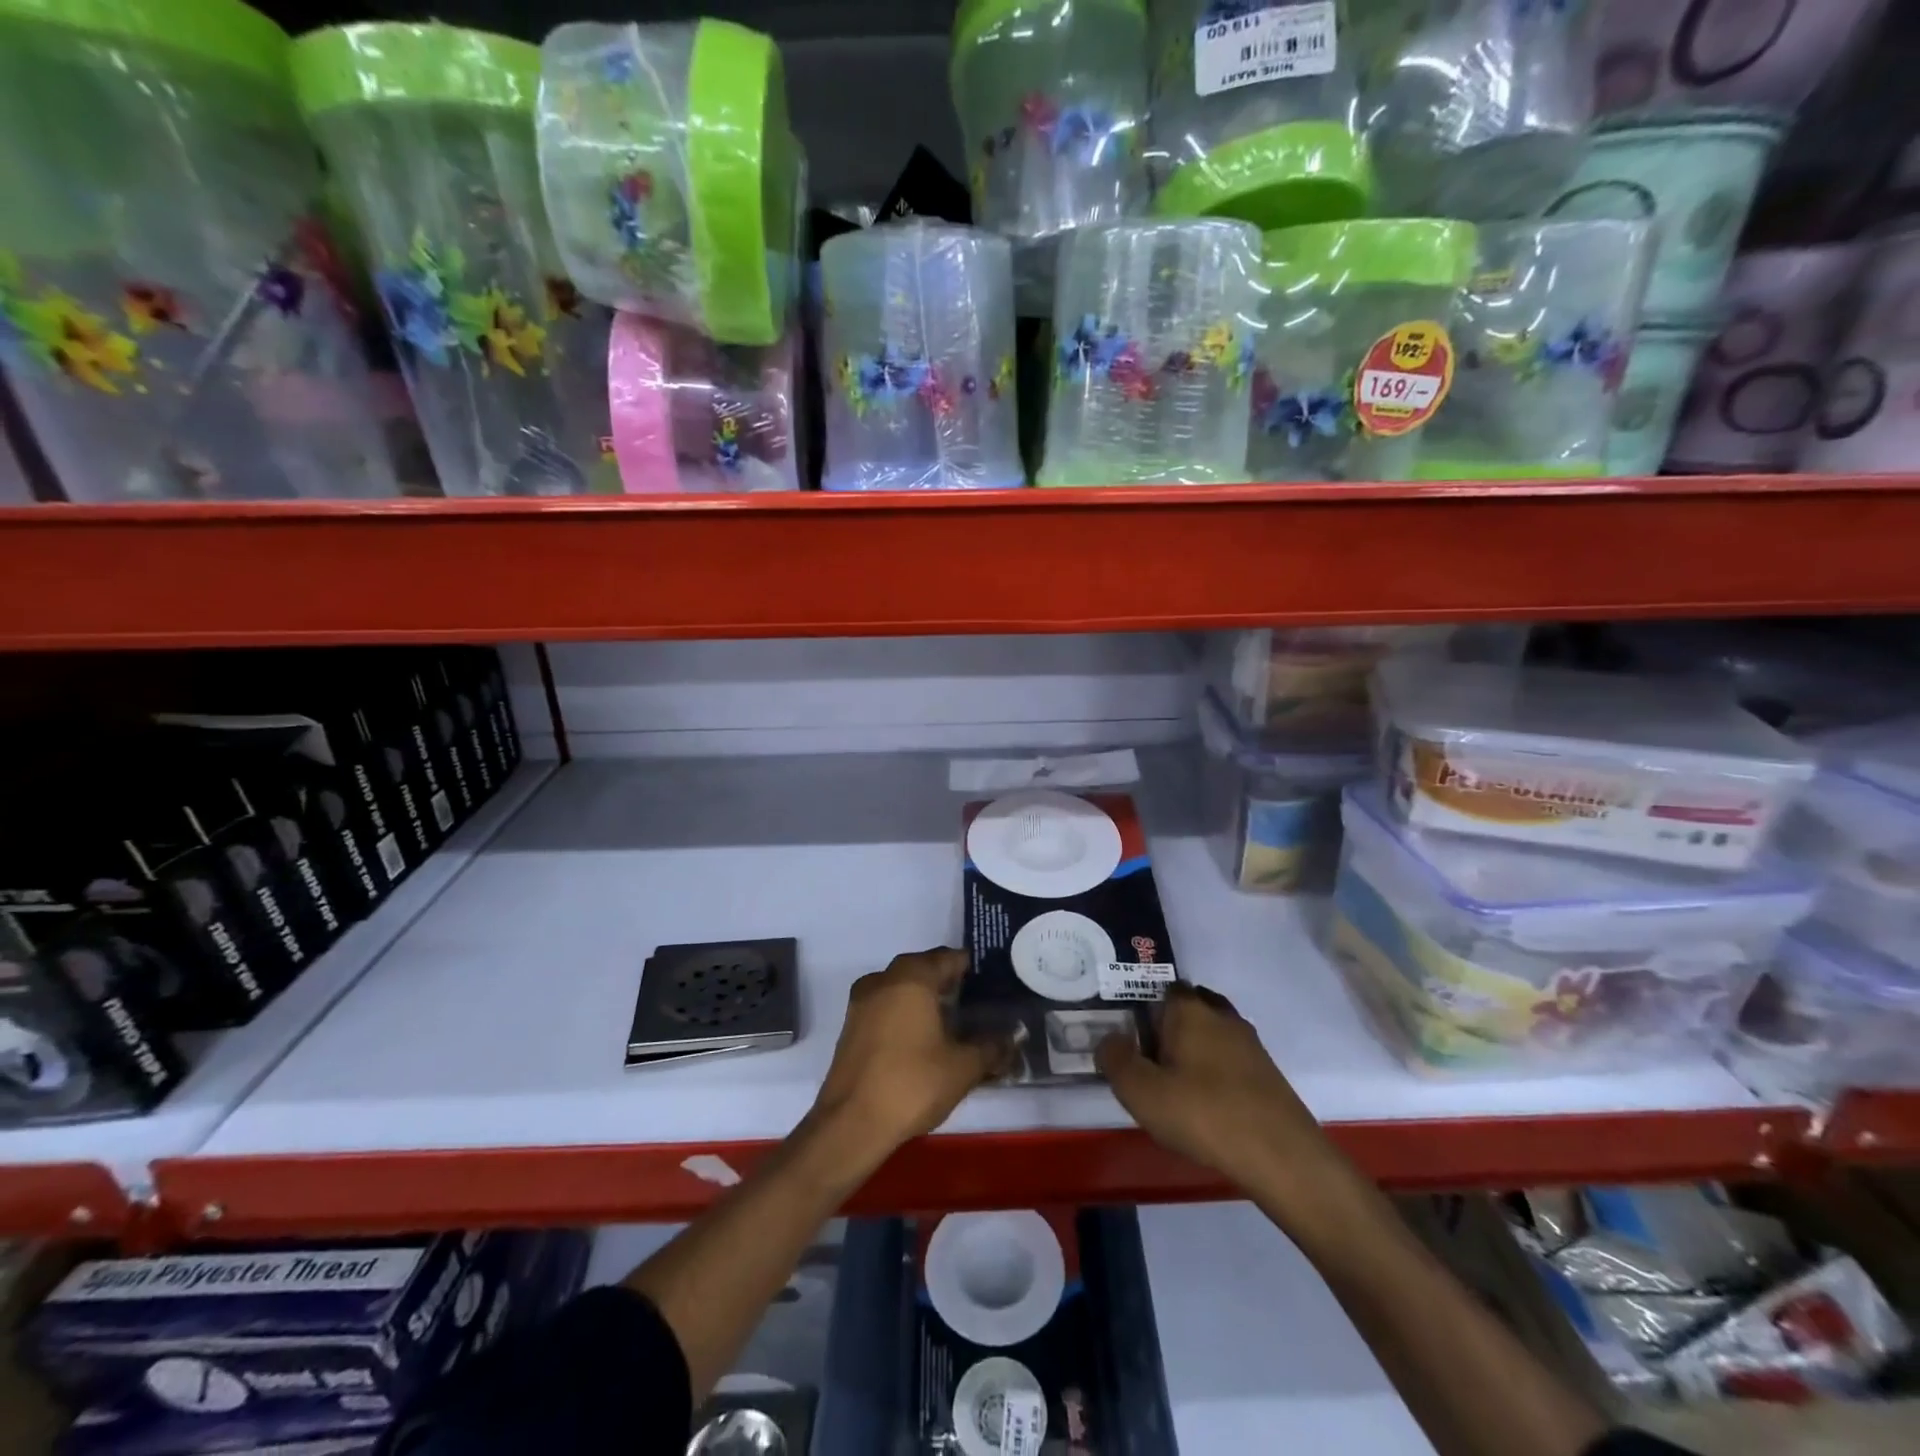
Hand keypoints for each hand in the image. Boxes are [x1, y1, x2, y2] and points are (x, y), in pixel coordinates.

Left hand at [808, 949, 1008, 1169]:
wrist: (851, 1124)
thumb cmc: (912, 1084)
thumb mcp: (963, 1067)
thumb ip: (991, 1047)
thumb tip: (1013, 1038)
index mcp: (912, 977)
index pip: (950, 958)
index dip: (973, 969)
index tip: (993, 984)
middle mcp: (884, 979)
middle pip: (925, 970)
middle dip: (950, 984)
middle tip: (978, 1006)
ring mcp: (863, 1002)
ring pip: (903, 988)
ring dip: (926, 1000)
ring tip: (954, 1025)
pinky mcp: (852, 1026)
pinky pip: (887, 1007)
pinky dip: (906, 1015)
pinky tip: (924, 1041)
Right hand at [1098, 983, 1354, 1225]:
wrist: (1282, 1156)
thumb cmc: (1203, 1114)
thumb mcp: (1141, 1092)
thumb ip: (1116, 1060)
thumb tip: (1110, 1039)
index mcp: (1189, 1010)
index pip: (1163, 989)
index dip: (1144, 1007)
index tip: (1131, 1035)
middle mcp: (1221, 1016)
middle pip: (1190, 1007)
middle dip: (1171, 1025)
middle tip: (1150, 1057)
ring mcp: (1249, 1044)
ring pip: (1213, 1032)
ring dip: (1195, 1049)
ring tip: (1176, 1083)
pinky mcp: (1267, 1073)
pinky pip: (1231, 1058)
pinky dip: (1216, 1071)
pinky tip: (1206, 1102)